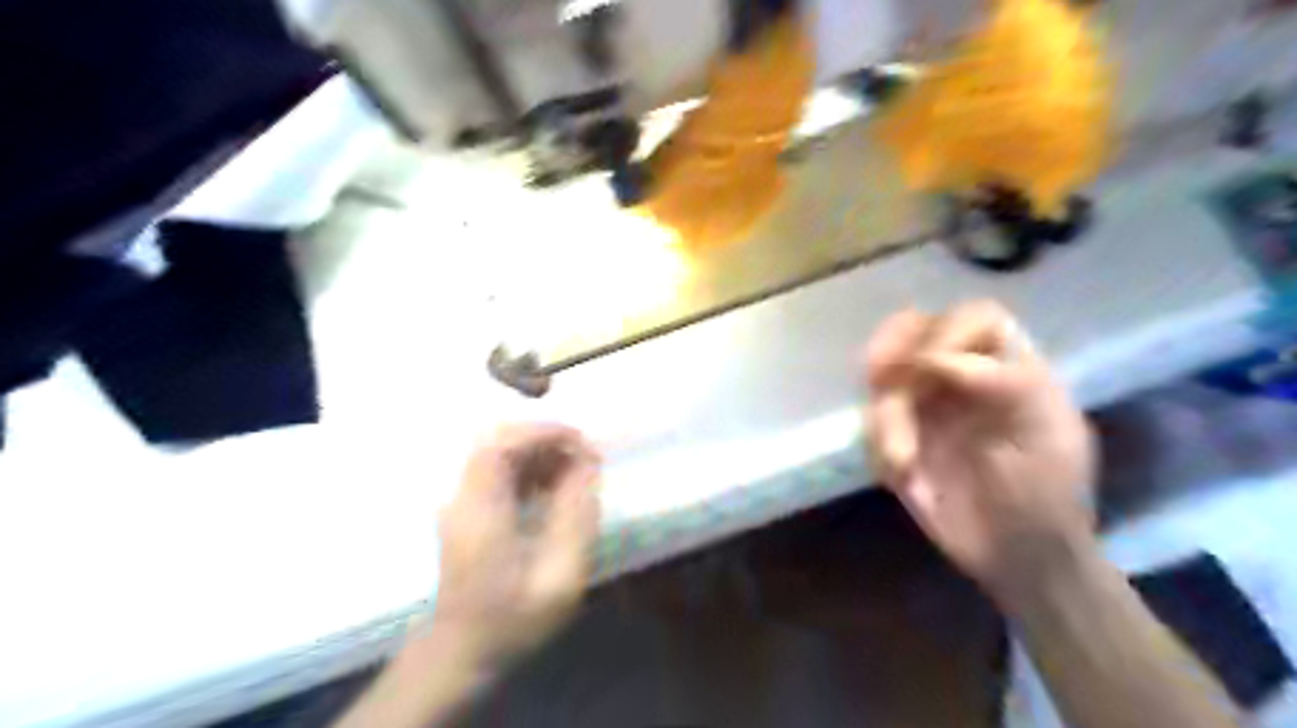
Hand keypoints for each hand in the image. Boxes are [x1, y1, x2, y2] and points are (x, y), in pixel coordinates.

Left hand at [430, 423, 601, 667]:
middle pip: (500, 442)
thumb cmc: (512, 621)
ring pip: (500, 454)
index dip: (542, 432)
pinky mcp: (467, 510)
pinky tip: (553, 491)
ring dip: (541, 454)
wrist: (462, 652)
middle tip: (584, 459)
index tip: (580, 441)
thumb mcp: (559, 578)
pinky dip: (530, 470)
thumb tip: (588, 467)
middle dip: (546, 440)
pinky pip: (499, 472)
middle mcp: (463, 498)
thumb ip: (576, 518)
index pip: (501, 445)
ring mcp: (462, 503)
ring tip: (576, 475)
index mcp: (480, 512)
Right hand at [859, 302, 1091, 608]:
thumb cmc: (1047, 498)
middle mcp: (960, 377)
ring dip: (885, 417)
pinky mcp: (897, 437)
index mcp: (1008, 367)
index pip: (974, 318)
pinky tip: (903, 478)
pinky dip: (878, 444)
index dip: (947, 331)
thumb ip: (1007, 386)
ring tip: (904, 464)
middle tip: (878, 378)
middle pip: (913, 331)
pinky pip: (871, 422)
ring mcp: (924, 406)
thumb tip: (936, 359)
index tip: (928, 366)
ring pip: (882, 378)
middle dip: (891, 352)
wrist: (1018, 559)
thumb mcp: (1048, 438)